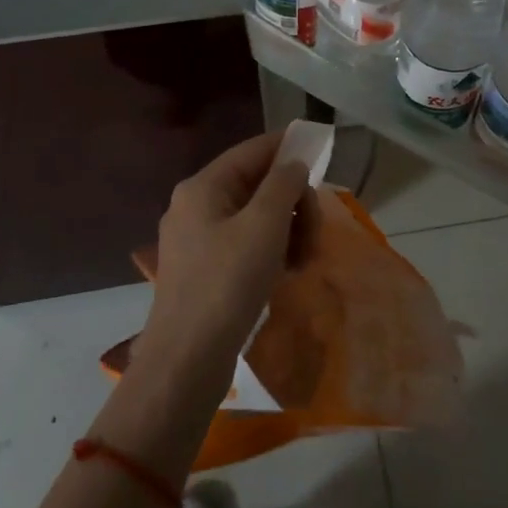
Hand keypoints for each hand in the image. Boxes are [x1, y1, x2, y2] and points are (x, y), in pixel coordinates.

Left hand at [140, 133, 319, 385]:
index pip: (252, 151)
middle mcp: (196, 206)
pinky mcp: (205, 271)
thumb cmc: (227, 283)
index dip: (287, 147)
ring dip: (288, 230)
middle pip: (257, 186)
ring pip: (256, 217)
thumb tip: (293, 165)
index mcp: (202, 187)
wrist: (187, 360)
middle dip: (294, 203)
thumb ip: (283, 184)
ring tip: (304, 261)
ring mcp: (198, 240)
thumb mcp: (264, 225)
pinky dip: (271, 251)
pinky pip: (246, 245)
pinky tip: (287, 274)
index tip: (320, 152)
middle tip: (315, 232)